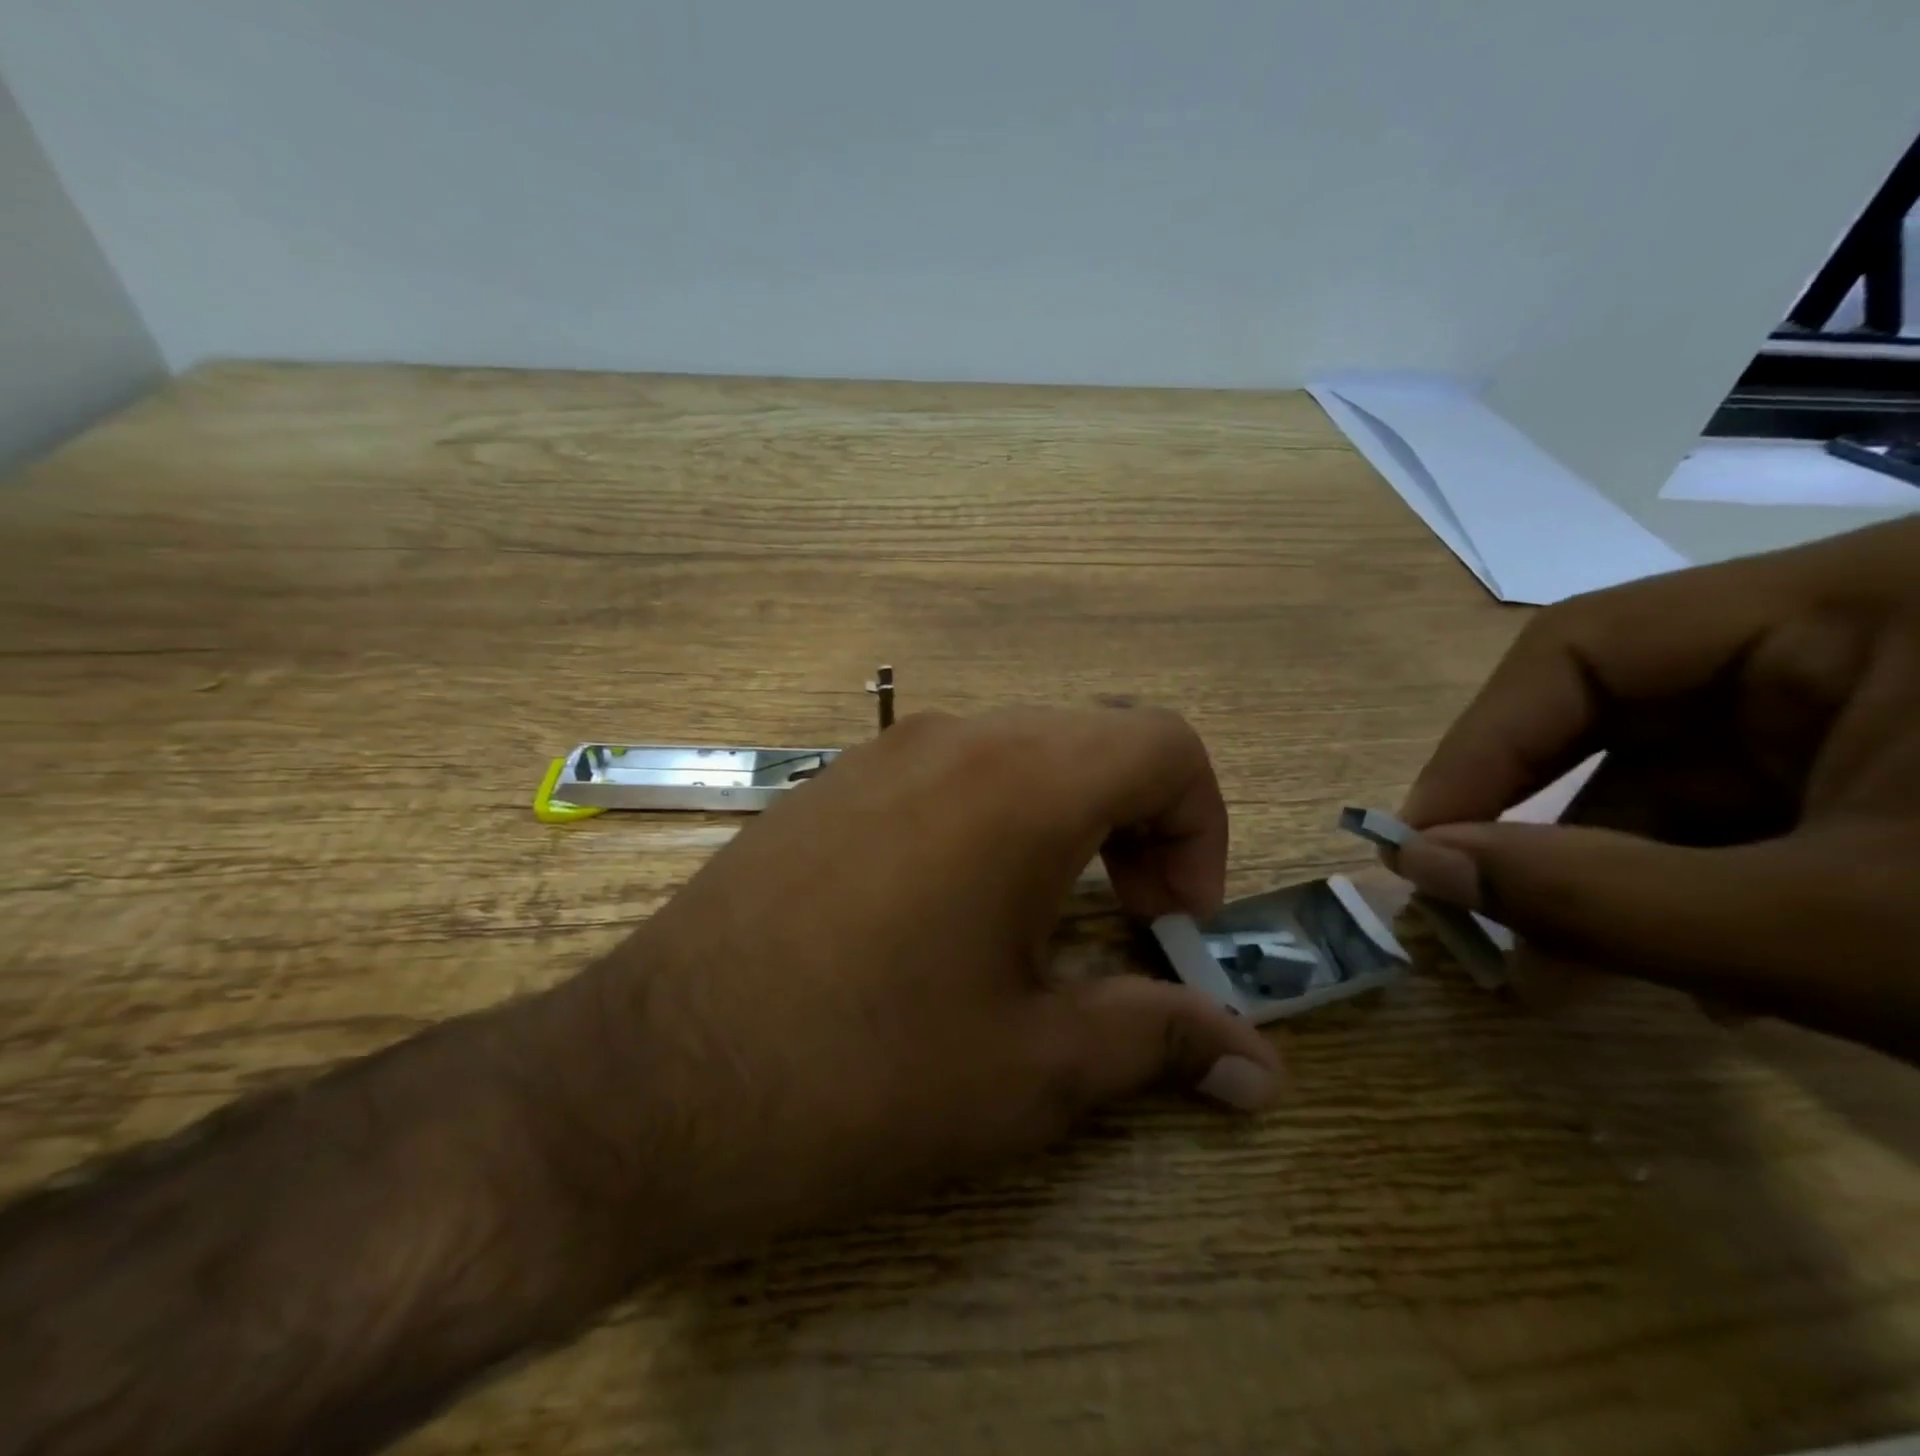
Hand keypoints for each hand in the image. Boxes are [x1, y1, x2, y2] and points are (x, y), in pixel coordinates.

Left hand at [551, 706, 1281, 1261]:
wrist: (648, 1083)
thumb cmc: (861, 1075)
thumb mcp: (1031, 1068)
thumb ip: (1159, 1040)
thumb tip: (1261, 1067)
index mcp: (1018, 782)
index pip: (1165, 743)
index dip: (1200, 827)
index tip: (1169, 923)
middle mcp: (951, 738)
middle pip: (1096, 738)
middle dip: (1141, 820)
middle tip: (1124, 920)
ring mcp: (879, 753)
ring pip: (1021, 748)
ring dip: (1067, 815)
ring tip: (1043, 917)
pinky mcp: (830, 786)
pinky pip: (948, 770)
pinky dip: (994, 815)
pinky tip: (953, 908)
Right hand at [1390, 516, 1919, 1057]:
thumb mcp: (1849, 934)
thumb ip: (1600, 901)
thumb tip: (1418, 869)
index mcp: (1857, 602)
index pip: (1584, 648)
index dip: (1483, 747)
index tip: (1423, 842)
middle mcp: (1859, 630)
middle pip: (1626, 717)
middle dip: (1549, 827)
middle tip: (1486, 919)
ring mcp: (1889, 699)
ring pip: (1683, 778)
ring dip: (1624, 876)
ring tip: (1588, 969)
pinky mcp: (1912, 768)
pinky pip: (1753, 814)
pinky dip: (1708, 889)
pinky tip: (1716, 968)